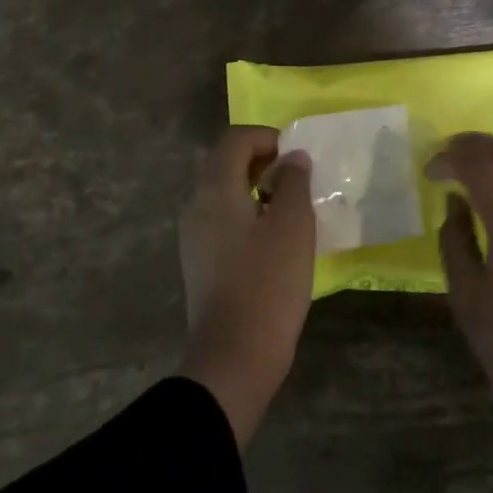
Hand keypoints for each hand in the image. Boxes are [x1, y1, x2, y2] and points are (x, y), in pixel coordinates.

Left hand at [178, 126, 316, 446]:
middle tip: (298, 178)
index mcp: (215, 190)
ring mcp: (194, 235)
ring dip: (256, 188)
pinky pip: (223, 219)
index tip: (298, 157)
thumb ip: (294, 182)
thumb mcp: (293, 225)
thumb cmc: (268, 283)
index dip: (268, 138)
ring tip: (291, 207)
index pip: (236, 140)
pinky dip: (248, 214)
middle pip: (226, 163)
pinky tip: (274, 238)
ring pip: (224, 193)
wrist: (235, 355)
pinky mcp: (201, 261)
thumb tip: (292, 158)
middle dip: (262, 161)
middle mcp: (196, 205)